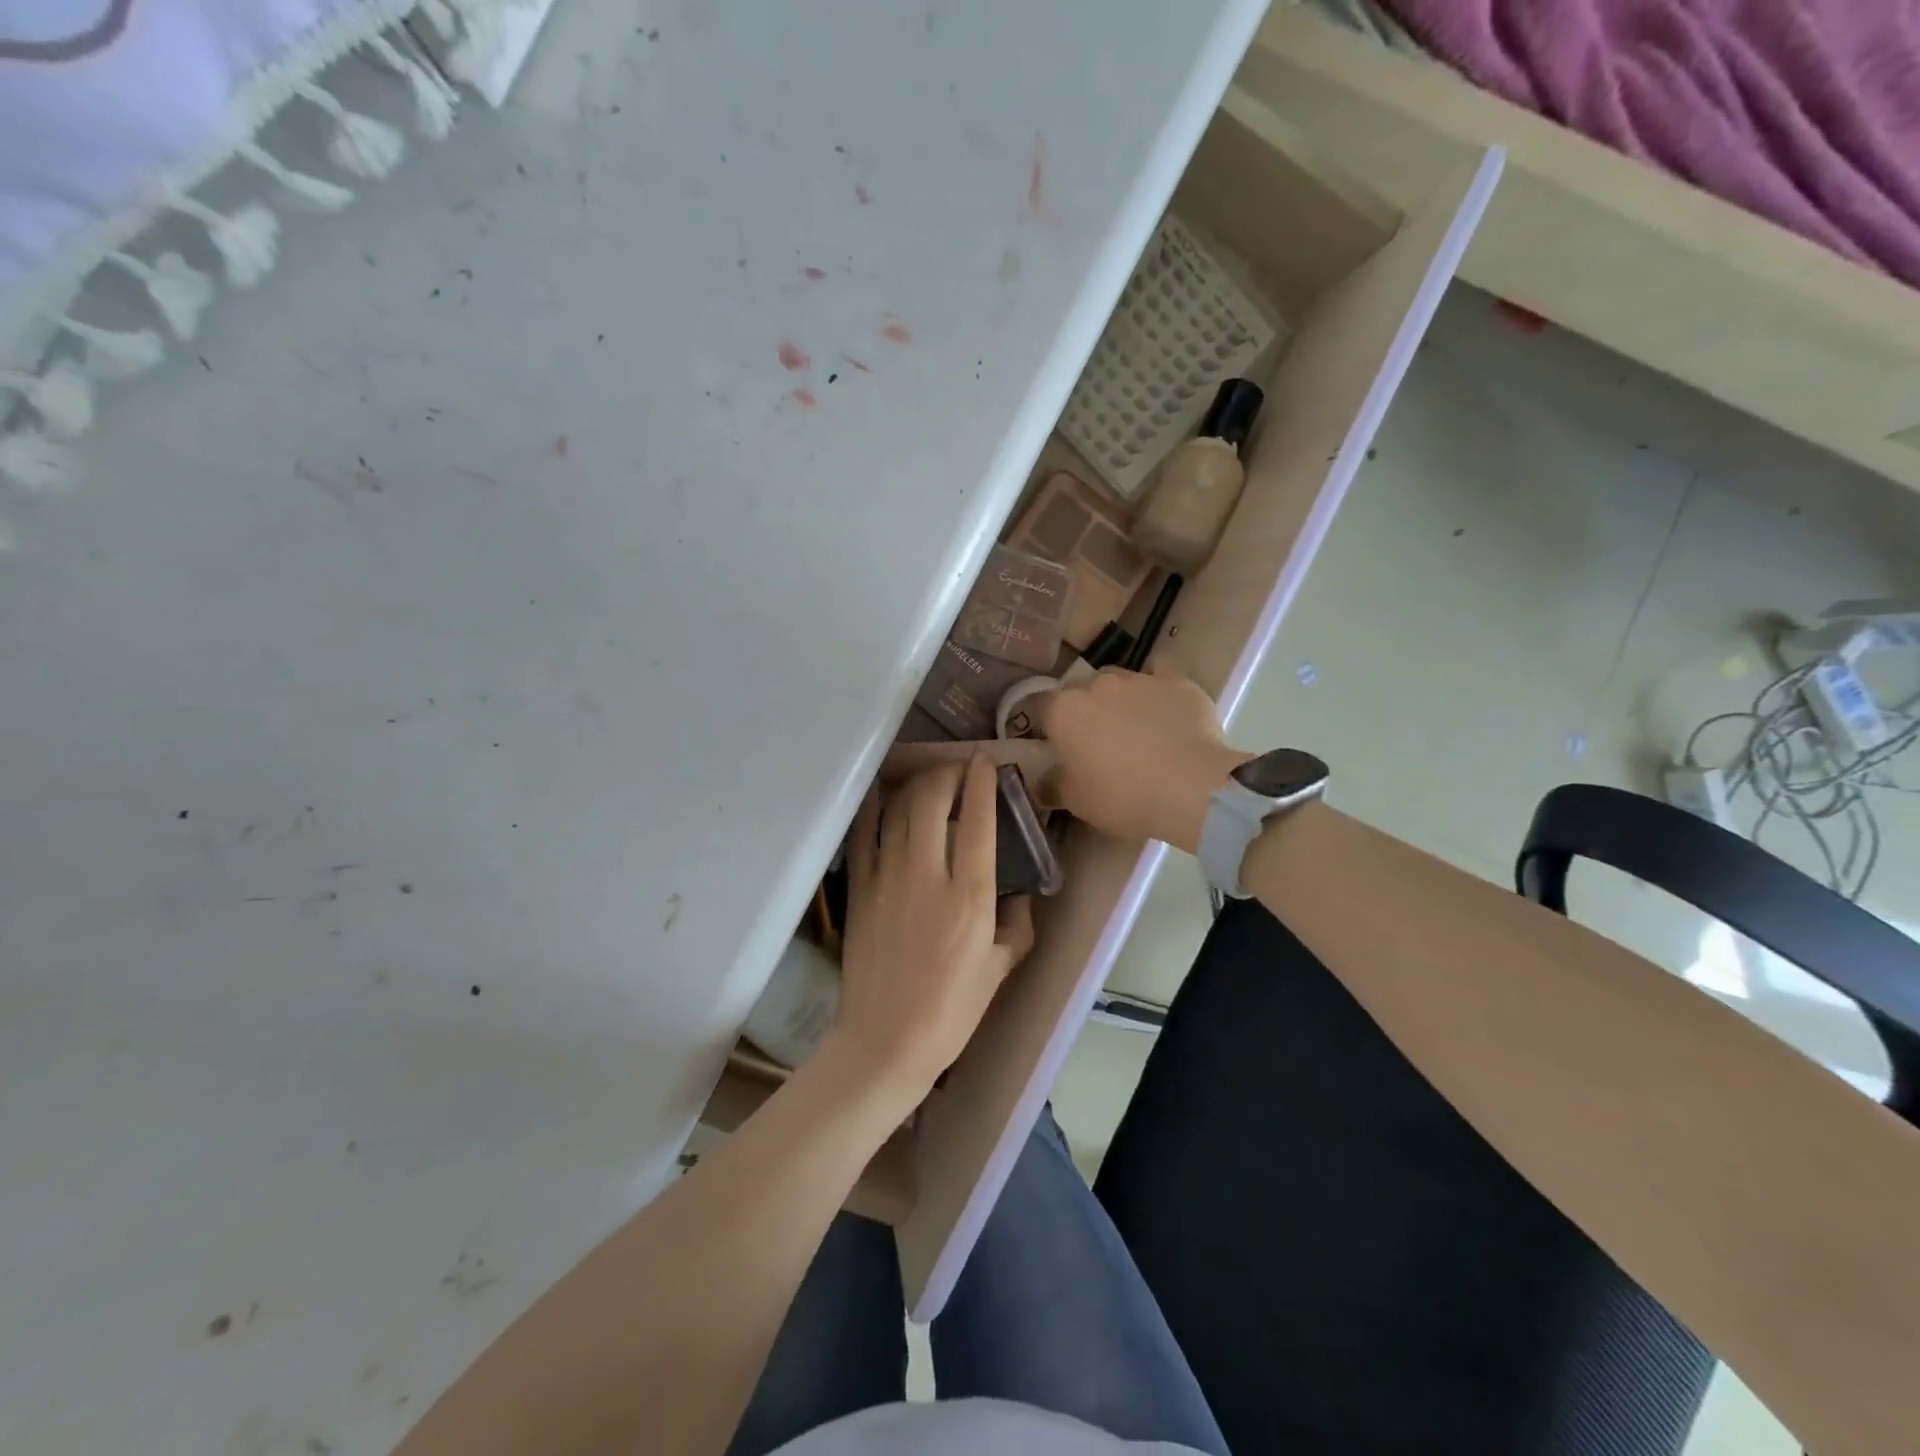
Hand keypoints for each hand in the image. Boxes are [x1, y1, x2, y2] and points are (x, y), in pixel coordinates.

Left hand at [833, 756, 1034, 1098]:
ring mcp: (888, 881)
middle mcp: (929, 877)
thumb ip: (1017, 925)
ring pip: (898, 811)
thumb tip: (1019, 894)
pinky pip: (864, 836)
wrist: (886, 1041)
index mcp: (971, 898)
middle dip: (945, 774)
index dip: (982, 783)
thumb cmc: (952, 1011)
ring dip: (915, 786)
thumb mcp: (1000, 969)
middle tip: (955, 769)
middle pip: (932, 803)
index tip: (985, 761)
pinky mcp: (860, 891)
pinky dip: (873, 809)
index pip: (979, 823)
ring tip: (926, 780)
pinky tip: (881, 793)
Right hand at [1039, 658, 1249, 853]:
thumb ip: (1053, 785)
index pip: (1042, 707)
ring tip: (1136, 728)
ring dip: (1121, 699)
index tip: (1058, 747)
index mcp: (1063, 710)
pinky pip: (1162, 674)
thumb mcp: (1076, 801)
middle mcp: (1096, 684)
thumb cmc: (1121, 796)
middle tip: (1098, 742)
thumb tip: (1042, 782)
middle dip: (1086, 710)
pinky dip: (1159, 686)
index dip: (1049, 727)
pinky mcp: (1177, 681)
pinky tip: (1166, 707)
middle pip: (1082, 690)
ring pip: (1120, 681)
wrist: (1190, 789)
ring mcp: (1139, 678)